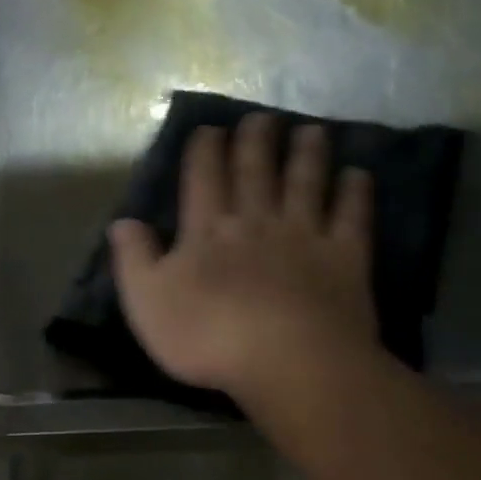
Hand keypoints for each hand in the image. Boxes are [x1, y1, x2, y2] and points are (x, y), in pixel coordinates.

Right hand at [110, 113, 382, 403]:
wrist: (287, 361)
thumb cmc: (208, 336)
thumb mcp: (148, 303)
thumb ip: (134, 259)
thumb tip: (123, 222)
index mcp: (207, 230)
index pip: (203, 178)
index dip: (205, 150)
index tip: (209, 129)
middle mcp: (256, 220)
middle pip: (255, 170)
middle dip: (256, 140)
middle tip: (261, 118)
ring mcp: (304, 235)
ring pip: (305, 182)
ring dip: (307, 154)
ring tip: (311, 130)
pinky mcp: (344, 257)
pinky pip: (351, 216)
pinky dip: (355, 192)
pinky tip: (357, 175)